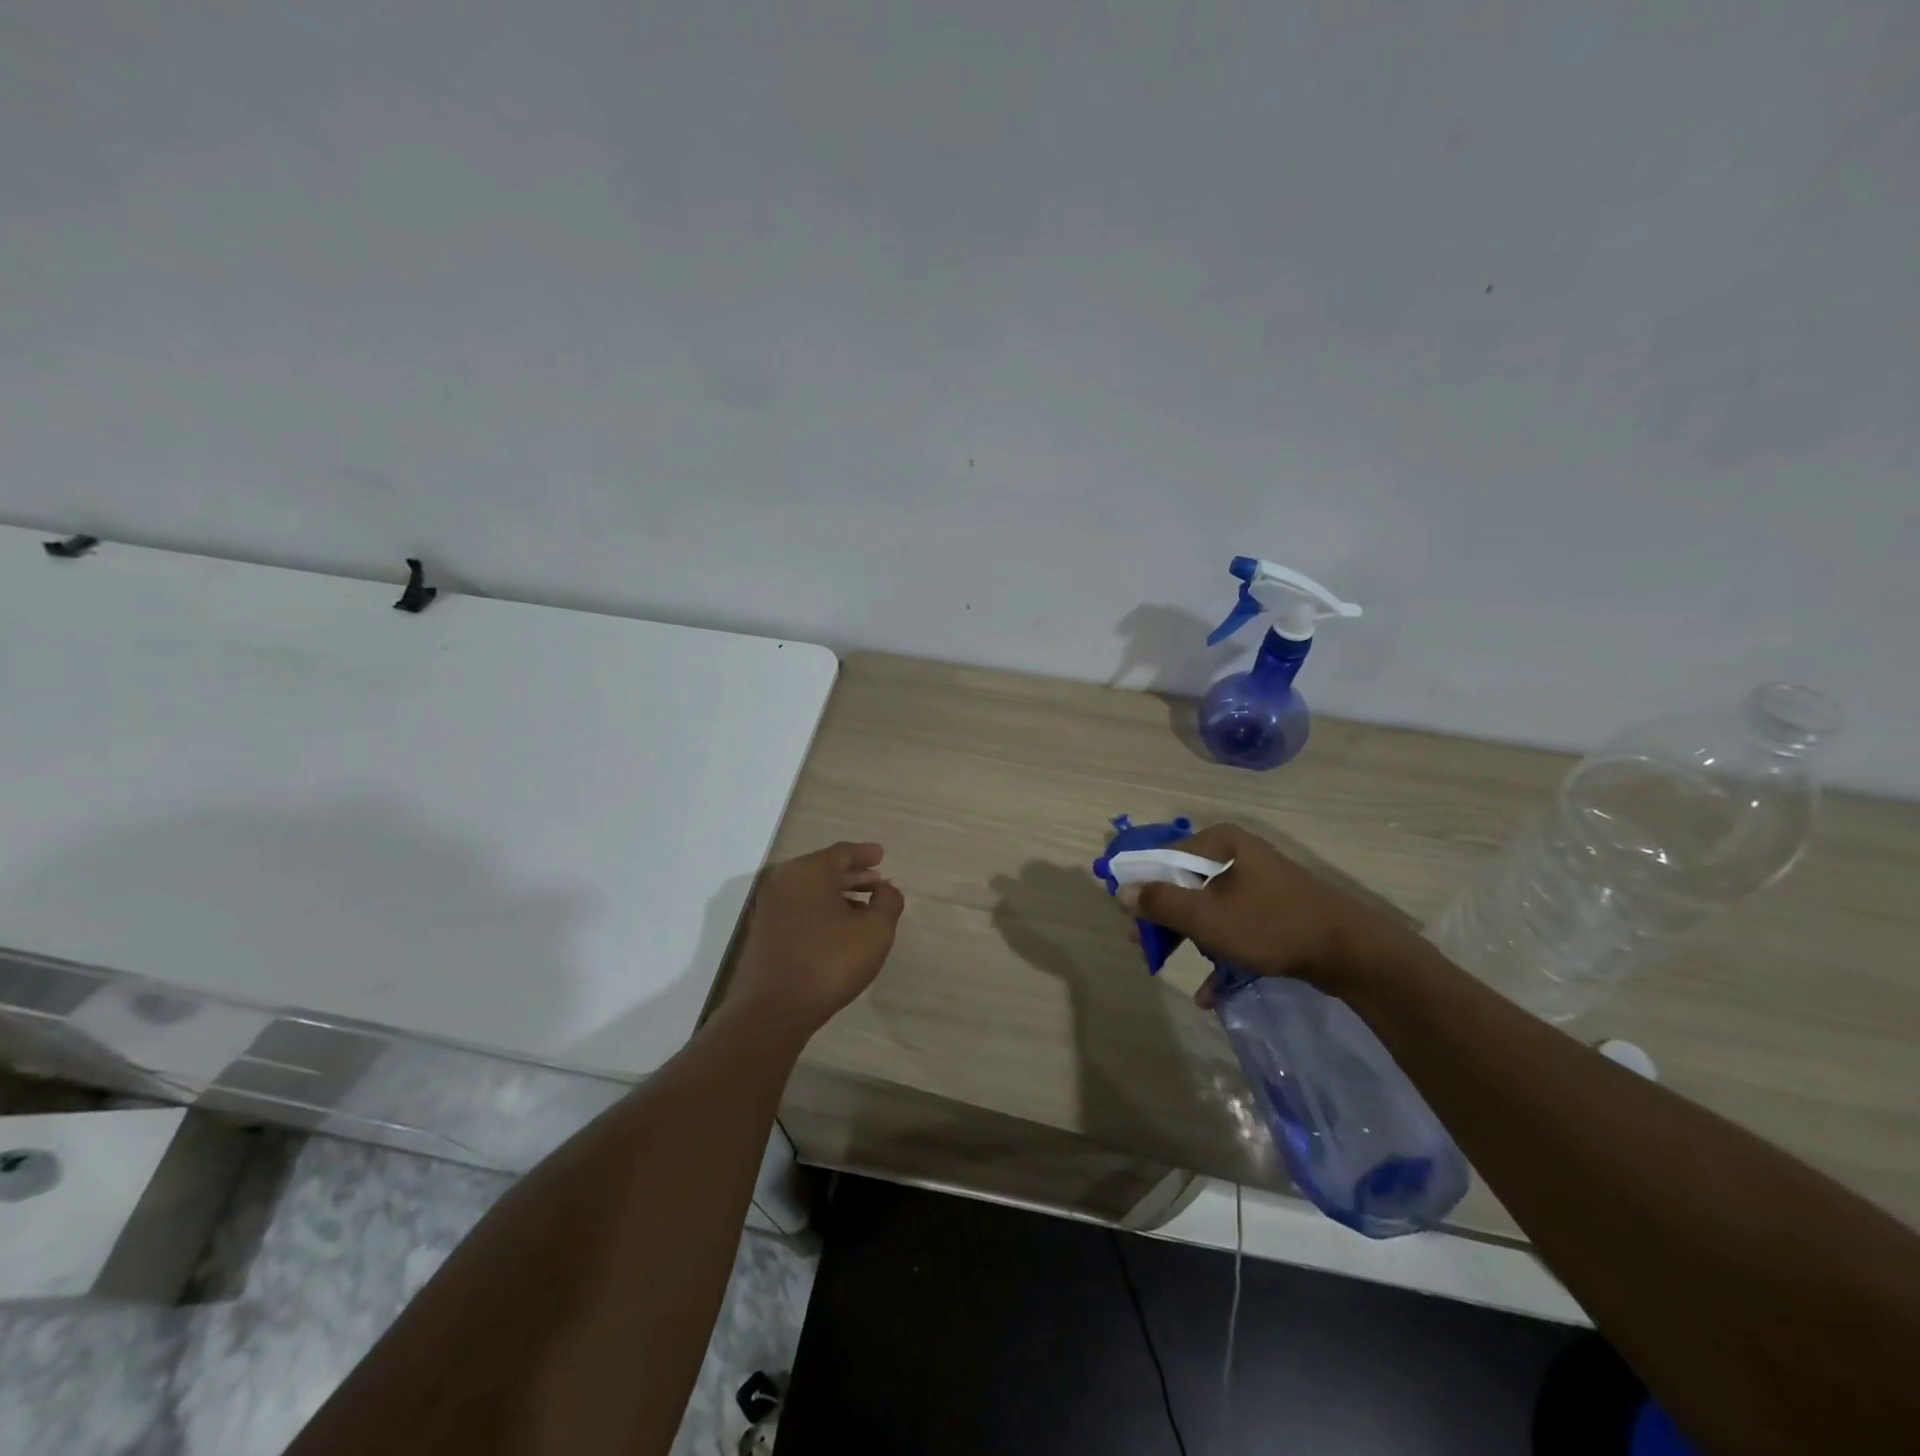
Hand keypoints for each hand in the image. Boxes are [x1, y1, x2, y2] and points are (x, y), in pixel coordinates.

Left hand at [724, 842, 905, 1038]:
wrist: (773, 1010)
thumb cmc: (829, 962)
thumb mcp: (875, 930)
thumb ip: (888, 901)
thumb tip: (885, 888)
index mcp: (808, 871)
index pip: (842, 852)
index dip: (865, 853)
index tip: (881, 855)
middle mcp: (783, 881)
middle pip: (824, 869)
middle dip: (853, 874)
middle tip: (877, 881)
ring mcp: (769, 907)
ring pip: (811, 890)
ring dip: (838, 894)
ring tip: (864, 907)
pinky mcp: (763, 932)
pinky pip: (799, 908)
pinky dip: (821, 909)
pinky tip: (839, 928)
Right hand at [1119, 823, 1405, 1000]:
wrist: (1352, 953)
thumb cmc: (1270, 925)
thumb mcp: (1207, 917)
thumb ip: (1159, 903)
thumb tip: (1120, 891)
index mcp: (1220, 843)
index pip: (1163, 856)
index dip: (1140, 885)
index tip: (1127, 917)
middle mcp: (1237, 854)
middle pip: (1184, 883)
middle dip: (1163, 919)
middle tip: (1145, 947)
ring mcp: (1257, 883)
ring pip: (1207, 908)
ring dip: (1188, 939)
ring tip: (1170, 967)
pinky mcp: (1274, 910)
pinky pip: (1234, 926)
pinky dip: (1219, 954)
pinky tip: (1210, 992)